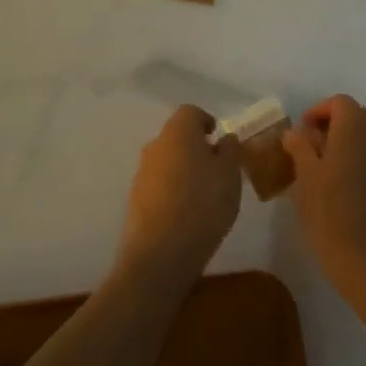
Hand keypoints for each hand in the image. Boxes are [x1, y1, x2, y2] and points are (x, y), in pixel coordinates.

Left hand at [117, 106, 242, 286]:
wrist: (160, 253)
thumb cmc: (203, 204)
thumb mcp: (230, 175)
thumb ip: (230, 151)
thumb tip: (224, 139)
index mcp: (178, 131)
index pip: (191, 112)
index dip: (207, 121)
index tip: (220, 139)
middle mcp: (155, 145)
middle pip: (177, 136)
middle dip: (196, 148)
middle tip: (217, 169)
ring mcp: (142, 173)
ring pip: (167, 161)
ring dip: (184, 170)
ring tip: (205, 196)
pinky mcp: (135, 200)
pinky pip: (159, 185)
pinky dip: (173, 191)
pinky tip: (187, 214)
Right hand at [283, 95, 365, 294]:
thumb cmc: (330, 212)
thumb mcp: (305, 177)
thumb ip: (299, 146)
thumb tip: (296, 132)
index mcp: (355, 125)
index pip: (339, 103)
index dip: (319, 112)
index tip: (304, 133)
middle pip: (360, 118)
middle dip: (338, 128)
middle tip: (317, 152)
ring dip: (357, 147)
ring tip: (337, 173)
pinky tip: (360, 193)